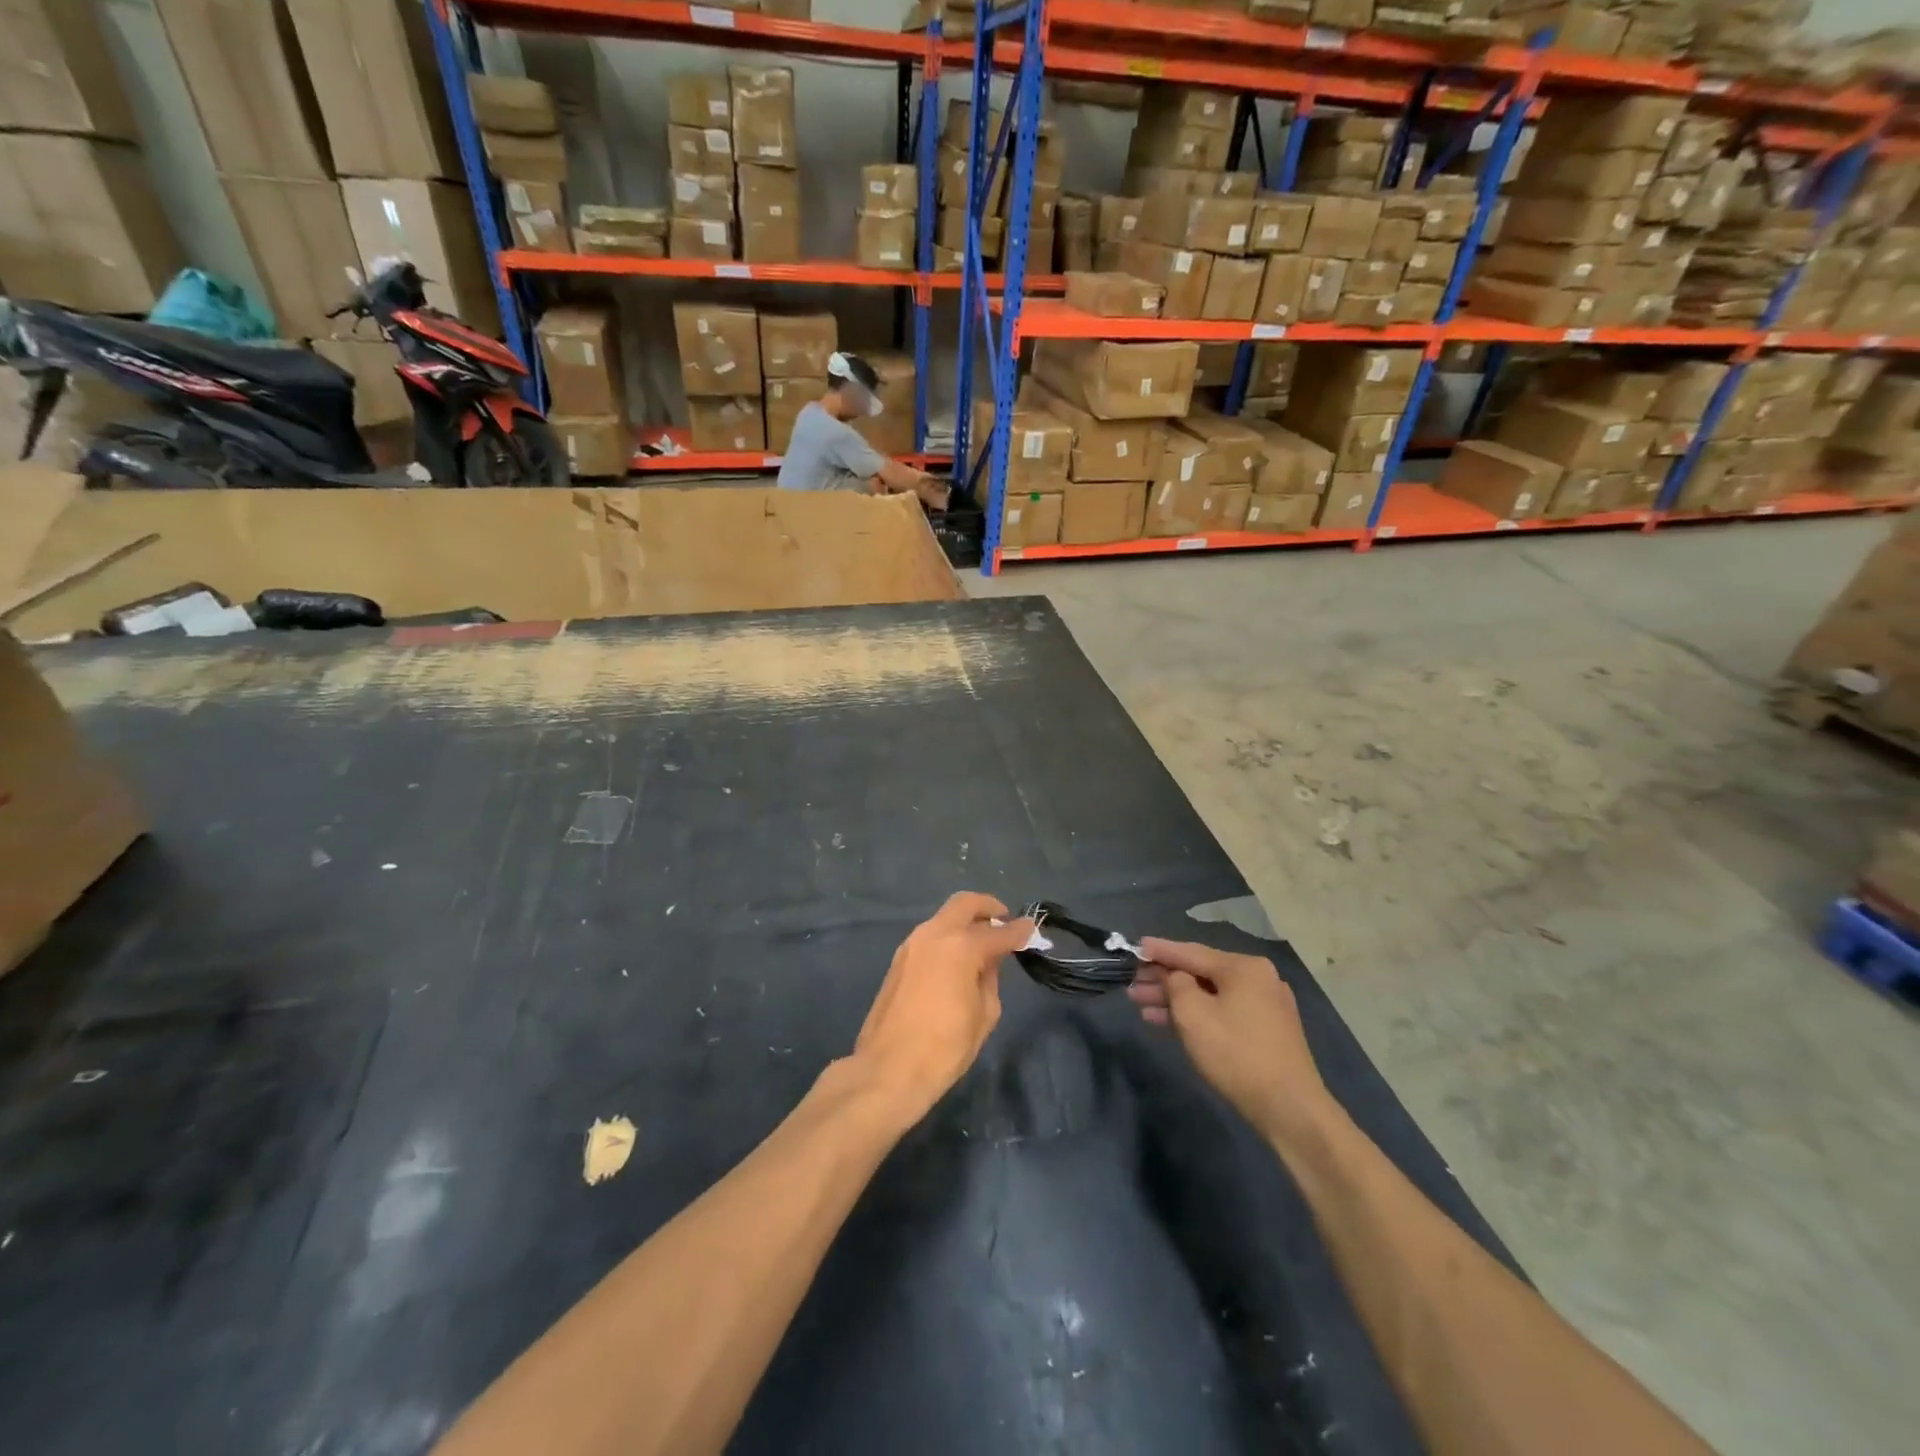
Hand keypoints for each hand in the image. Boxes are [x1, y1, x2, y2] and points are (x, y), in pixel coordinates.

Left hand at [851, 893, 1033, 1124]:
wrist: (888, 1069)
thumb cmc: (945, 1047)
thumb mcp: (984, 1014)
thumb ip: (991, 978)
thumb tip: (989, 961)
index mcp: (960, 946)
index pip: (998, 932)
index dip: (1019, 931)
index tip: (1031, 929)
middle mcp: (934, 934)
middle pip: (965, 904)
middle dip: (988, 908)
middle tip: (1004, 922)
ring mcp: (912, 944)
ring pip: (944, 917)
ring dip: (966, 922)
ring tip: (983, 943)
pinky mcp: (899, 959)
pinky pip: (931, 935)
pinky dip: (949, 937)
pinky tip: (959, 959)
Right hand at [1128, 938, 1333, 1145]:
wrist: (1289, 1109)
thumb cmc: (1235, 1053)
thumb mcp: (1192, 1014)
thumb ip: (1175, 984)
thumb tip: (1174, 976)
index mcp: (1244, 967)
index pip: (1191, 952)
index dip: (1159, 950)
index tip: (1134, 946)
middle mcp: (1259, 978)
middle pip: (1201, 973)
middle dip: (1164, 980)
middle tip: (1131, 984)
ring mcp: (1266, 1005)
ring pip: (1211, 995)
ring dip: (1176, 1000)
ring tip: (1142, 1006)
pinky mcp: (1268, 1031)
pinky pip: (1224, 1011)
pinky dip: (1198, 1015)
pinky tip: (1170, 1023)